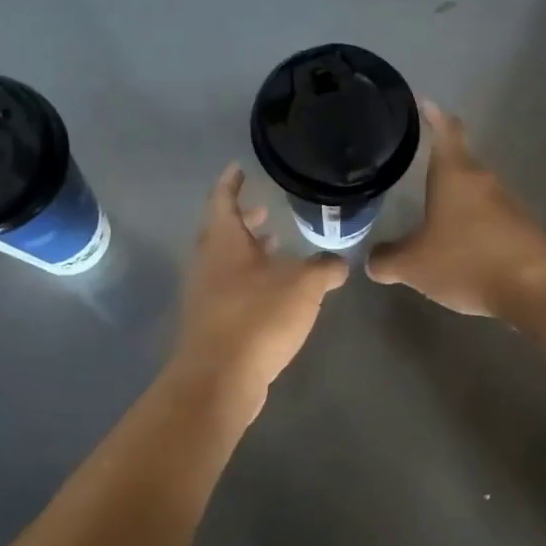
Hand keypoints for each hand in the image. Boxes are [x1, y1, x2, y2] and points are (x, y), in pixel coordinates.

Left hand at [169, 164, 347, 416]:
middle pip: (223, 231)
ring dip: (250, 252)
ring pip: (228, 262)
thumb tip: (339, 263)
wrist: (219, 379)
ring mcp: (206, 295)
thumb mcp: (303, 286)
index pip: (223, 199)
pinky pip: (231, 289)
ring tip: (278, 248)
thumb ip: (324, 268)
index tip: (239, 167)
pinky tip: (276, 293)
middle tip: (267, 208)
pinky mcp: (212, 323)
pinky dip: (251, 280)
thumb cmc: (257, 318)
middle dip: (245, 218)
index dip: (231, 181)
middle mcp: (208, 264)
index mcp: (223, 242)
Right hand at [366, 102, 545, 317]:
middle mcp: (483, 181)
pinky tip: (460, 248)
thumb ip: (387, 260)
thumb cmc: (467, 261)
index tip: (426, 104)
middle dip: (440, 167)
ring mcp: (508, 205)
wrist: (535, 289)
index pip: (446, 131)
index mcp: (455, 174)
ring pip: (475, 194)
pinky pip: (489, 220)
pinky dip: (472, 228)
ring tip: (433, 215)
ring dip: (456, 201)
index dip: (435, 116)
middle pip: (461, 163)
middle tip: (416, 169)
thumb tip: (372, 260)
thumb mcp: (413, 265)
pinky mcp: (522, 231)